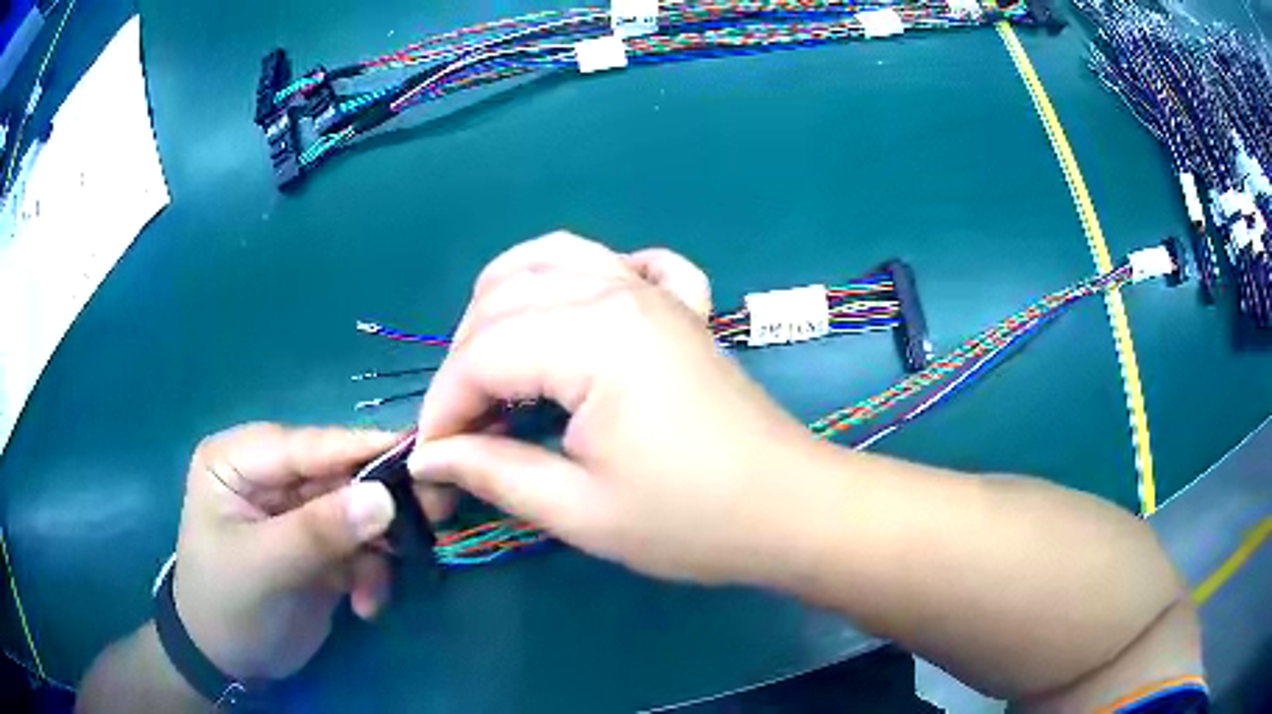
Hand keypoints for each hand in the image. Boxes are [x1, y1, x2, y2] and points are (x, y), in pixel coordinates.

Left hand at [172, 424, 405, 680]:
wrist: (229, 662)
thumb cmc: (225, 604)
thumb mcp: (263, 567)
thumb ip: (318, 532)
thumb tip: (385, 497)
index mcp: (239, 459)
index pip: (305, 444)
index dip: (359, 449)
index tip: (420, 454)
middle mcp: (270, 475)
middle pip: (338, 474)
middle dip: (380, 505)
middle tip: (432, 519)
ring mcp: (297, 511)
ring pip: (357, 511)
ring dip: (377, 549)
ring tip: (381, 587)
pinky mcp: (320, 544)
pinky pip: (361, 546)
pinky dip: (371, 575)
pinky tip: (365, 606)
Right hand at [408, 232, 822, 583]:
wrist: (789, 508)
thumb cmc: (691, 520)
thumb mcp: (580, 511)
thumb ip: (493, 472)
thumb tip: (429, 458)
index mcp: (595, 336)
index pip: (481, 355)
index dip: (443, 409)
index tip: (431, 461)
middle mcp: (618, 290)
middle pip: (501, 300)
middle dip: (463, 365)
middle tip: (463, 431)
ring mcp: (653, 288)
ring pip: (548, 259)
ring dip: (501, 307)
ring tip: (492, 369)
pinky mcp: (677, 303)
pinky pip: (616, 261)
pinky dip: (578, 274)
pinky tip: (573, 312)